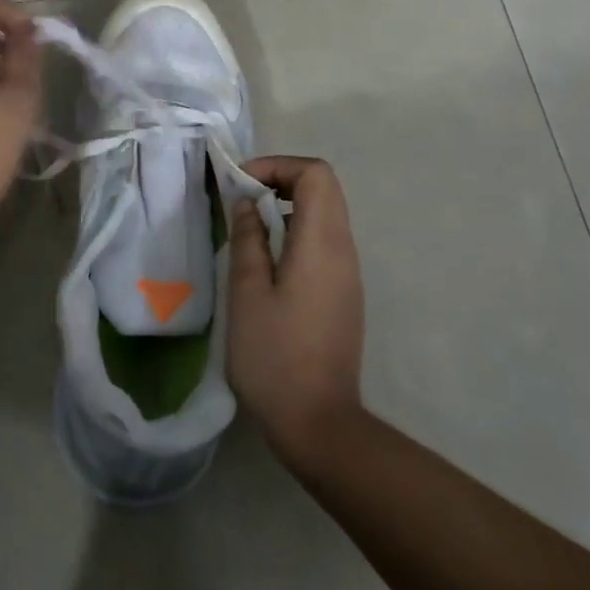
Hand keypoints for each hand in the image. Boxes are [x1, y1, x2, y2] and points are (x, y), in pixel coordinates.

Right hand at [227, 156, 365, 471]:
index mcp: (322, 243)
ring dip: (287, 205)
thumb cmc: (275, 357)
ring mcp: (348, 272)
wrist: (319, 423)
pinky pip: (324, 240)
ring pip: (325, 213)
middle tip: (241, 198)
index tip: (241, 184)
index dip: (278, 166)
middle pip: (324, 188)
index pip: (316, 174)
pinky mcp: (344, 292)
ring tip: (248, 226)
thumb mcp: (248, 293)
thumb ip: (248, 239)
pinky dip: (296, 230)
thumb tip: (247, 203)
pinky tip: (267, 259)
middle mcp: (344, 249)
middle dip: (281, 180)